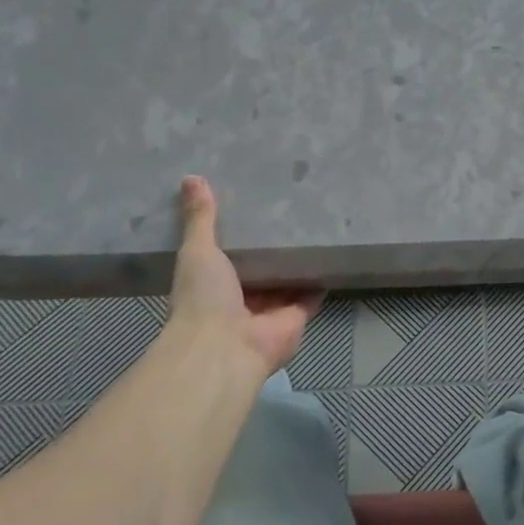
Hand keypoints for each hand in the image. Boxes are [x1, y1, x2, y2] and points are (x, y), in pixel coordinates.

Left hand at [170, 176, 321, 377]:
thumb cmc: (203, 298)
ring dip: (298, 262)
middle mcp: (241, 299)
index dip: (238, 236)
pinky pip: (312, 294)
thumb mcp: (197, 251)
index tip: (250, 208)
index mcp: (212, 284)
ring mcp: (270, 310)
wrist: (226, 347)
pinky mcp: (297, 317)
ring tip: (315, 227)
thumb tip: (190, 177)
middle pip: (261, 269)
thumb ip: (200, 219)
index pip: (227, 256)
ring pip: (287, 281)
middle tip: (289, 211)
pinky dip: (321, 278)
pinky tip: (333, 254)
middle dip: (272, 248)